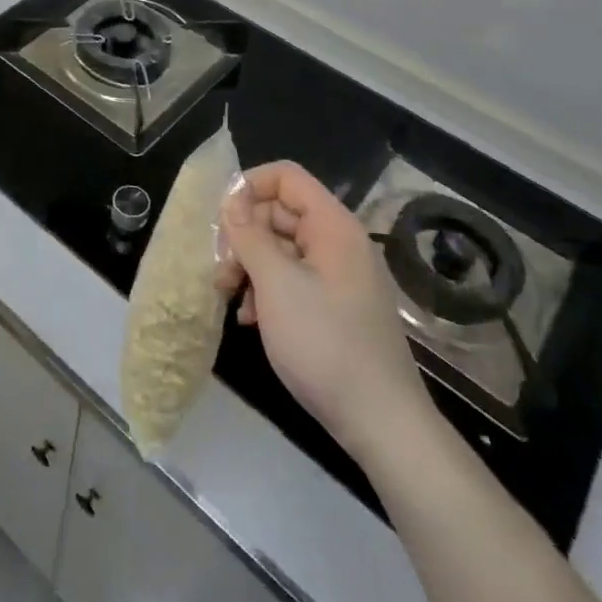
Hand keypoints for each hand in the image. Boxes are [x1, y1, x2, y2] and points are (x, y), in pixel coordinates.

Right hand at [216, 162, 431, 459]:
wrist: (382, 424)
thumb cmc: (325, 344)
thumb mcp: (276, 284)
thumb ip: (249, 235)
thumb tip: (231, 198)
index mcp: (333, 226)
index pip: (286, 177)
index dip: (249, 186)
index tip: (220, 219)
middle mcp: (339, 243)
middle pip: (280, 213)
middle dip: (244, 234)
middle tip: (219, 268)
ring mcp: (340, 277)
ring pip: (282, 248)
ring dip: (250, 265)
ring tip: (229, 296)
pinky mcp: (336, 307)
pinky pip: (294, 279)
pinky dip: (268, 290)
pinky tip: (250, 319)